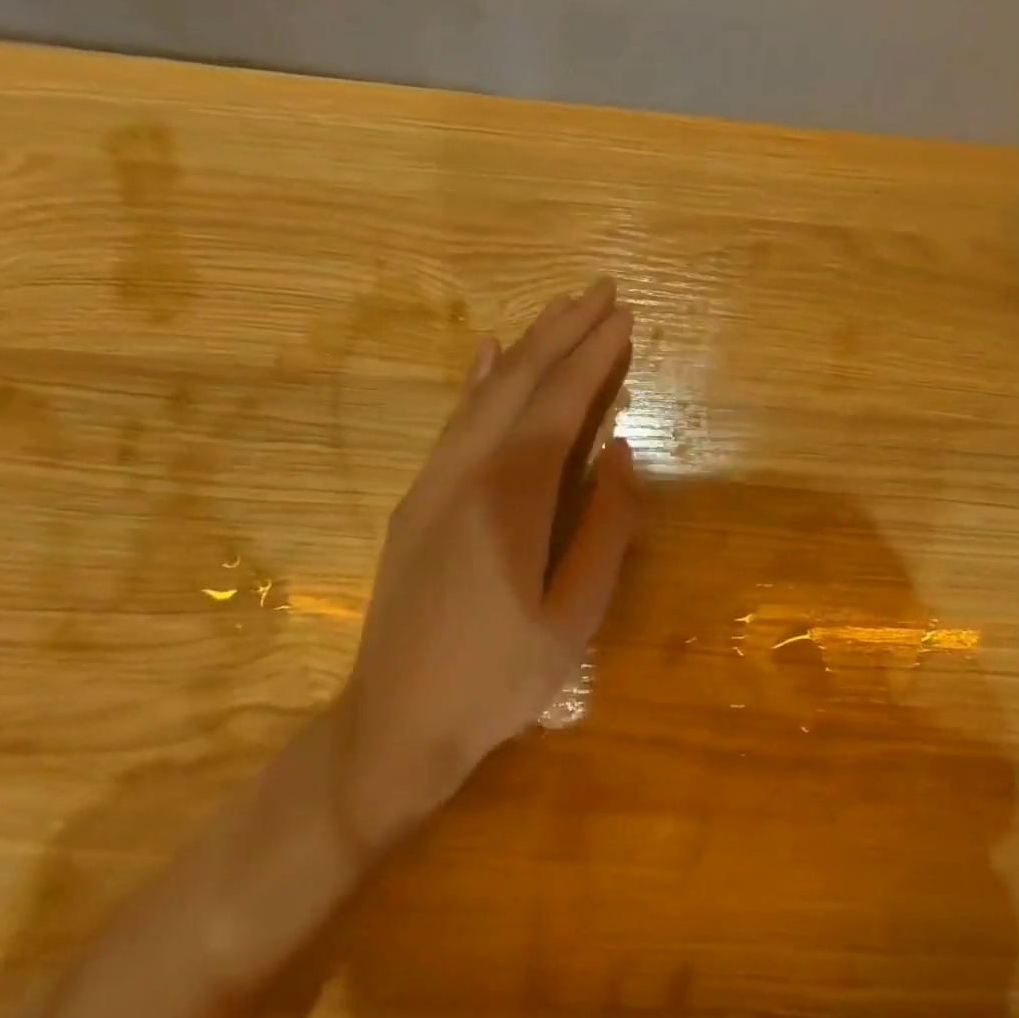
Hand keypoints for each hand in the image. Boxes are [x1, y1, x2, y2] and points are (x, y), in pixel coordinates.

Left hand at [328, 279, 638, 841]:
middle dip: (563, 333)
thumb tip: (618, 452)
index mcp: (509, 502)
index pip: (557, 407)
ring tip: (561, 310)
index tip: (623, 318)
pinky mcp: (416, 499)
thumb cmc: (499, 680)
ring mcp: (432, 483)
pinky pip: (454, 422)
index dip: (592, 358)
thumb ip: (604, 529)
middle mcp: (464, 474)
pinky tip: (490, 353)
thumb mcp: (573, 617)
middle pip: (518, 384)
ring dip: (526, 347)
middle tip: (602, 292)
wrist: (395, 725)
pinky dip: (478, 381)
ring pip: (483, 395)